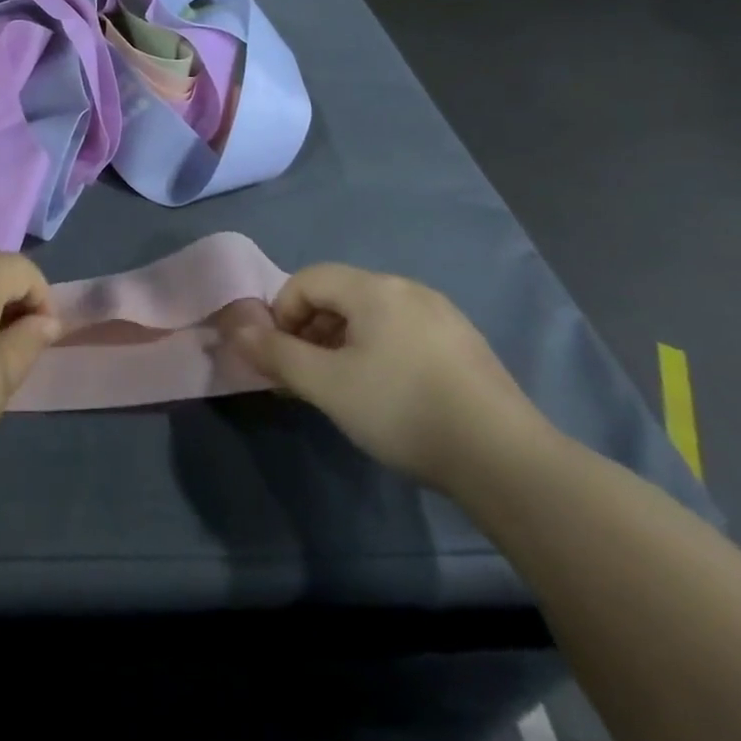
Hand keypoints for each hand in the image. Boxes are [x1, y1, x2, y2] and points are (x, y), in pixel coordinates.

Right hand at [229, 265, 546, 490]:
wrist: (505, 459)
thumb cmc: (402, 409)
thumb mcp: (327, 385)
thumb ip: (276, 354)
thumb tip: (235, 329)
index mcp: (374, 288)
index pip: (307, 280)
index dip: (282, 314)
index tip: (283, 359)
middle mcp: (408, 289)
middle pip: (339, 295)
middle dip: (311, 331)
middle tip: (307, 378)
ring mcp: (442, 315)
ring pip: (372, 317)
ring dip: (343, 344)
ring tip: (344, 390)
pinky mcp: (465, 345)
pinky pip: (403, 334)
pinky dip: (379, 353)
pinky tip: (389, 396)